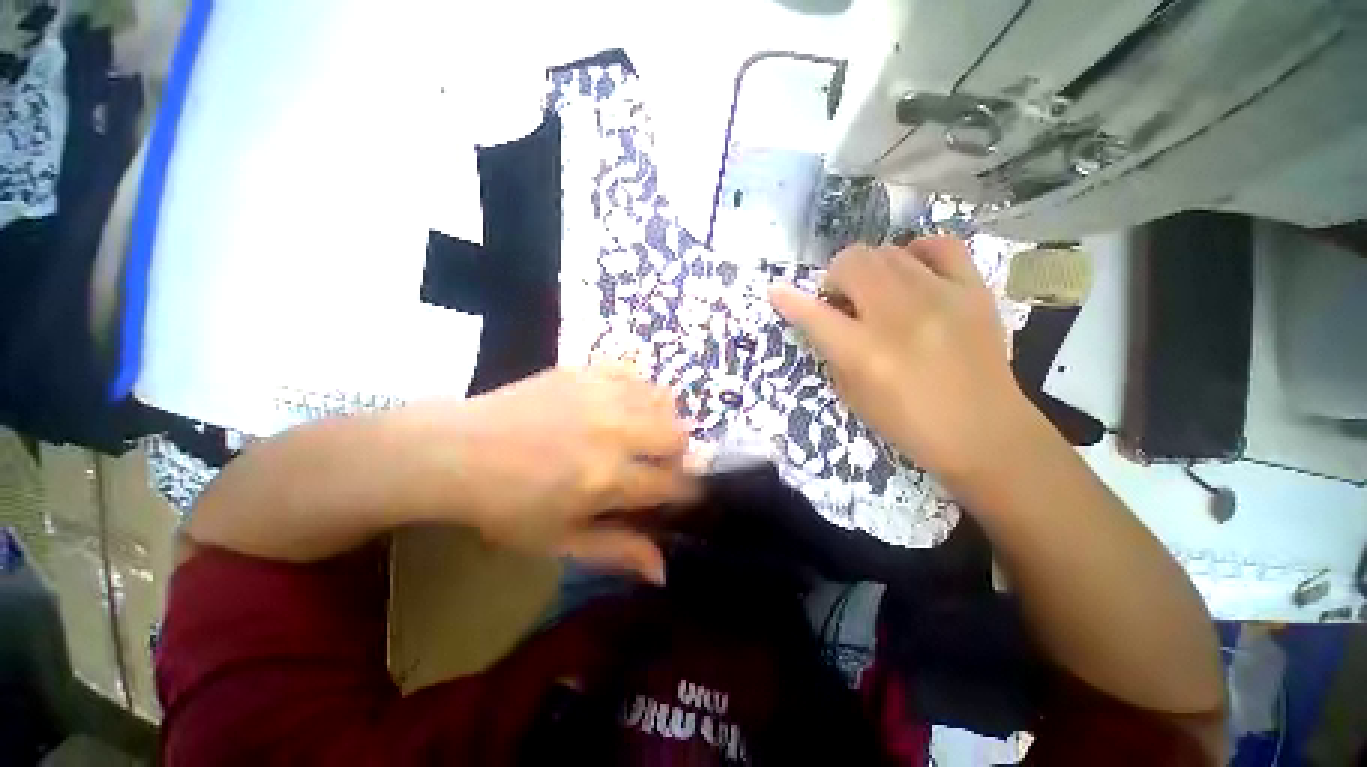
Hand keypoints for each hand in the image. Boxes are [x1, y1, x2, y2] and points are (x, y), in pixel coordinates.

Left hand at [405, 366, 697, 583]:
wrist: (454, 452)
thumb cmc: (504, 506)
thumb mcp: (559, 541)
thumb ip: (617, 551)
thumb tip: (663, 572)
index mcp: (606, 480)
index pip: (673, 483)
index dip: (687, 491)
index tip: (682, 493)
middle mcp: (613, 433)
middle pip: (678, 436)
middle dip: (677, 455)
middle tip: (656, 463)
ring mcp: (599, 395)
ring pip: (662, 400)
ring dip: (661, 421)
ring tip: (641, 432)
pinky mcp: (584, 371)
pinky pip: (633, 373)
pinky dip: (637, 390)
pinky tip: (621, 403)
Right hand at [769, 237, 1030, 482]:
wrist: (983, 432)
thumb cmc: (907, 422)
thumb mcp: (852, 395)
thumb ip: (833, 351)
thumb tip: (823, 316)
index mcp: (864, 352)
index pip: (814, 314)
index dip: (789, 300)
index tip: (776, 291)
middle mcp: (899, 316)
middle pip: (853, 262)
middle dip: (836, 277)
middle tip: (843, 300)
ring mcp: (941, 297)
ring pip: (888, 250)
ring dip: (870, 269)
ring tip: (878, 291)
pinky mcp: (974, 291)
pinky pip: (940, 245)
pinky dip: (917, 253)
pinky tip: (913, 273)